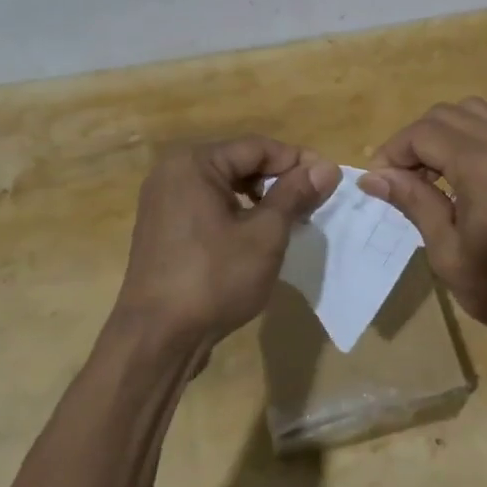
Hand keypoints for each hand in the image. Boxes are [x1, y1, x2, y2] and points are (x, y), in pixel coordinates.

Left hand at [113, 136, 340, 352]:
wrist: (157, 339)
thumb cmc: (214, 279)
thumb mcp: (265, 235)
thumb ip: (295, 195)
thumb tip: (328, 167)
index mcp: (194, 163)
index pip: (257, 147)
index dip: (297, 161)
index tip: (329, 180)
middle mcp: (172, 173)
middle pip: (239, 163)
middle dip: (278, 180)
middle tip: (313, 203)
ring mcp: (163, 202)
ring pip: (225, 187)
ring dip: (260, 199)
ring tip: (290, 221)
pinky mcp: (163, 229)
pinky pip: (208, 207)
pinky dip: (236, 214)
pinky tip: (257, 238)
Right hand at [358, 99, 486, 349]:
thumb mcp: (450, 255)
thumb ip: (414, 204)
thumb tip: (373, 177)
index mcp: (485, 166)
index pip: (424, 133)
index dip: (392, 152)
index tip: (378, 184)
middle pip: (445, 114)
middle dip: (414, 141)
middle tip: (400, 182)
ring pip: (472, 113)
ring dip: (442, 135)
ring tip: (430, 177)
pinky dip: (469, 140)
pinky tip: (464, 181)